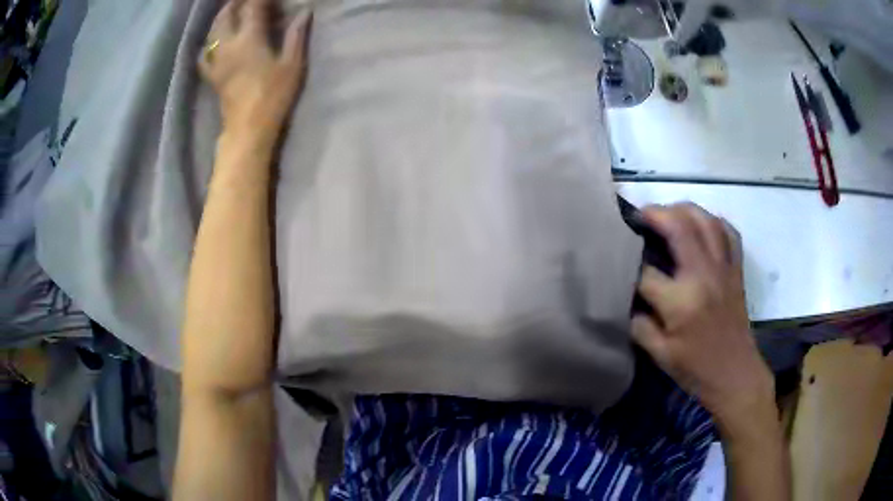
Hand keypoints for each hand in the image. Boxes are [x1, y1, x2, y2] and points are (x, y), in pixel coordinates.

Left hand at [199, 0, 311, 140]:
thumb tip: (304, 12)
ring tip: (230, 11)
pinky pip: (203, 55)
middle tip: (245, 0)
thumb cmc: (273, 96)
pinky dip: (207, 44)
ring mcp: (216, 61)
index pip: (252, 7)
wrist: (248, 128)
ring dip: (221, 17)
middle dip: (235, 2)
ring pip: (212, 31)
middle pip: (226, 15)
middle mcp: (228, 45)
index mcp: (250, 39)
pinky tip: (212, 42)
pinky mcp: (211, 76)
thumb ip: (296, 36)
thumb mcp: (292, 65)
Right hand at [631, 203, 773, 426]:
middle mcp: (704, 275)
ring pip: (705, 220)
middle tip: (640, 216)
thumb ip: (639, 325)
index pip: (646, 272)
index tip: (617, 261)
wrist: (735, 374)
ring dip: (684, 209)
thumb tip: (628, 300)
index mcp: (681, 301)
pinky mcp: (736, 270)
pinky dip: (714, 221)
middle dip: (655, 214)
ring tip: (668, 214)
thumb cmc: (696, 369)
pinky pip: (728, 233)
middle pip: (679, 226)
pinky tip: (702, 225)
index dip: (628, 265)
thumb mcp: (659, 355)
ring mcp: (724, 268)